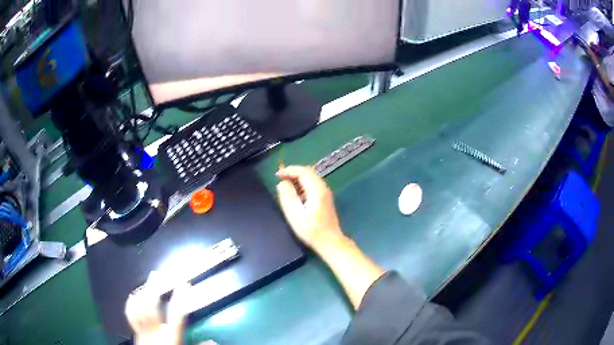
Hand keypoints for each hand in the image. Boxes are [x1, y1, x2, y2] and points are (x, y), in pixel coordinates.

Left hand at [125, 272, 190, 344]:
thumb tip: (214, 341)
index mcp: (171, 338)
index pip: (177, 315)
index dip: (181, 298)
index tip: (185, 284)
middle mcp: (156, 332)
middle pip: (152, 307)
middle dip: (154, 289)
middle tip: (157, 275)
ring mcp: (144, 332)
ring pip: (139, 309)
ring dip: (142, 293)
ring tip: (146, 282)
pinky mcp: (136, 334)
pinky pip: (131, 316)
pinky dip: (131, 305)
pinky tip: (132, 296)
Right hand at [276, 165, 344, 250]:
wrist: (330, 242)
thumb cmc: (311, 230)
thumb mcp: (295, 214)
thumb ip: (287, 196)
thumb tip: (282, 183)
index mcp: (317, 189)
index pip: (303, 171)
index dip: (289, 170)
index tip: (277, 175)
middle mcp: (323, 188)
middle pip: (308, 173)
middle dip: (293, 173)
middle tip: (280, 179)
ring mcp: (326, 193)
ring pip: (311, 179)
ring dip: (297, 180)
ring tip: (285, 187)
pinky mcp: (325, 199)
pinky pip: (313, 186)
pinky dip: (302, 186)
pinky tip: (296, 196)